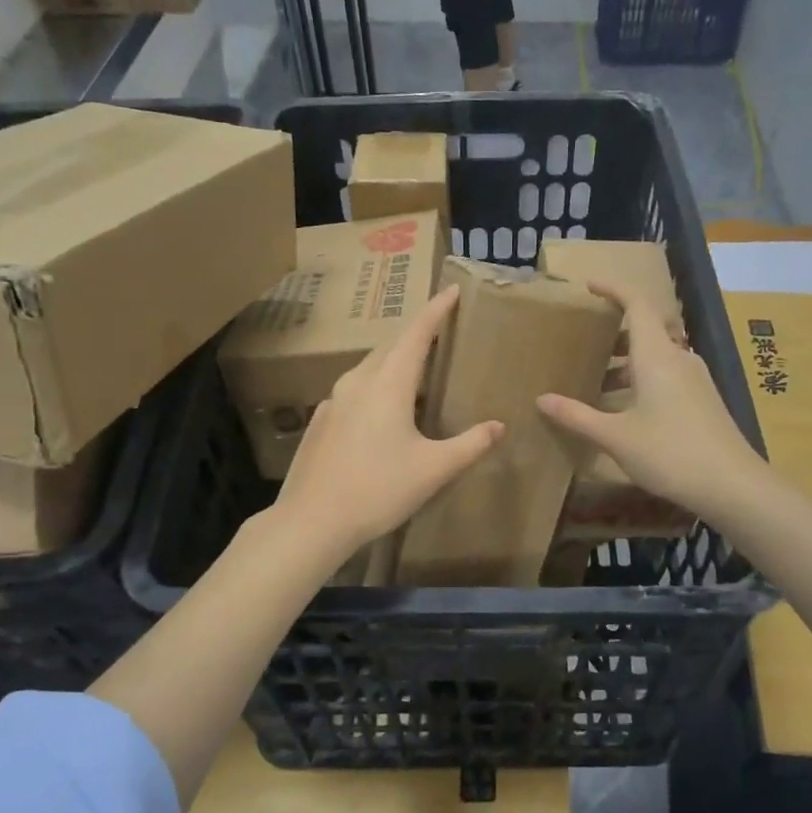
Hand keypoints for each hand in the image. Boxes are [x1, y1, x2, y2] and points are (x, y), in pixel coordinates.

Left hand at [272, 283, 502, 557]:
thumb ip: (470, 445)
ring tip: (414, 366)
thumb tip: (499, 426)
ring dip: (393, 359)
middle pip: (390, 346)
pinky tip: (380, 408)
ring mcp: (333, 401)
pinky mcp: (321, 421)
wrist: (312, 521)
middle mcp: (358, 382)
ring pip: (369, 367)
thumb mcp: (433, 470)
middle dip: (416, 334)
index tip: (452, 291)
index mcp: (387, 384)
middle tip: (439, 330)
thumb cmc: (378, 491)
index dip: (436, 311)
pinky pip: (354, 390)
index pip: (416, 334)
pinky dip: (374, 384)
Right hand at [536, 281, 766, 526]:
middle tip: (582, 343)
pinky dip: (641, 380)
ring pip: (656, 357)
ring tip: (596, 381)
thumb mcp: (616, 437)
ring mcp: (695, 380)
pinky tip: (625, 408)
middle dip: (613, 333)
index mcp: (656, 356)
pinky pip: (667, 376)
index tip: (589, 286)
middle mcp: (678, 359)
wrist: (732, 485)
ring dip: (626, 362)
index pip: (636, 304)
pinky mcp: (702, 400)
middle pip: (645, 330)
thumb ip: (577, 416)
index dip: (613, 289)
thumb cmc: (670, 453)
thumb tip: (542, 399)